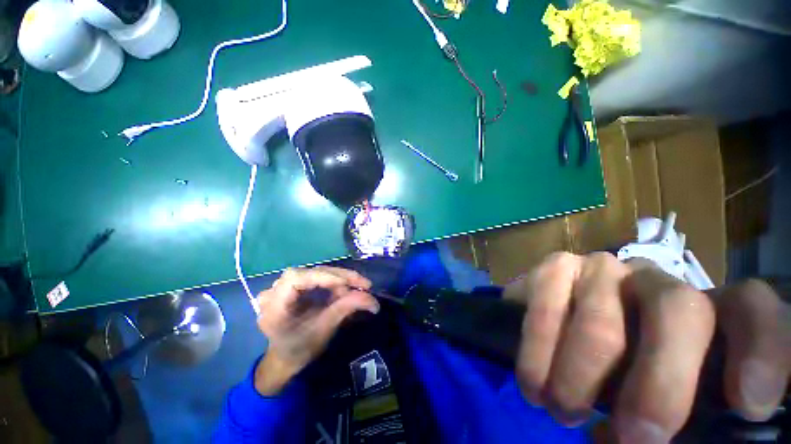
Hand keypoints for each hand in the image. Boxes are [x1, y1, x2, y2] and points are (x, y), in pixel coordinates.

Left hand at [253, 267, 379, 394]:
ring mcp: (284, 286)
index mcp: (274, 306)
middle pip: (311, 272)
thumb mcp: (323, 330)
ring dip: (340, 278)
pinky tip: (346, 288)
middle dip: (340, 277)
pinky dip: (334, 281)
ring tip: (357, 288)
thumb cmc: (300, 349)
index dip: (323, 277)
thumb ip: (345, 309)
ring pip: (317, 272)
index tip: (347, 284)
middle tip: (364, 285)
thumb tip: (373, 300)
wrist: (285, 358)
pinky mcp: (295, 285)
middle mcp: (275, 291)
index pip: (296, 278)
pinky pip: (317, 277)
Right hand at [505, 252, 789, 442]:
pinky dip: (538, 351)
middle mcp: (655, 280)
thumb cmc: (622, 376)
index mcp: (700, 311)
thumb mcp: (662, 403)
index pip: (749, 306)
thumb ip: (683, 425)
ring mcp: (599, 268)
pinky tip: (533, 382)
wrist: (560, 332)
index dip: (762, 346)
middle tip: (633, 440)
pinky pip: (546, 309)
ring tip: (564, 412)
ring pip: (601, 323)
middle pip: (677, 309)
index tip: (749, 405)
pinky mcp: (555, 268)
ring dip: (579, 380)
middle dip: (659, 385)